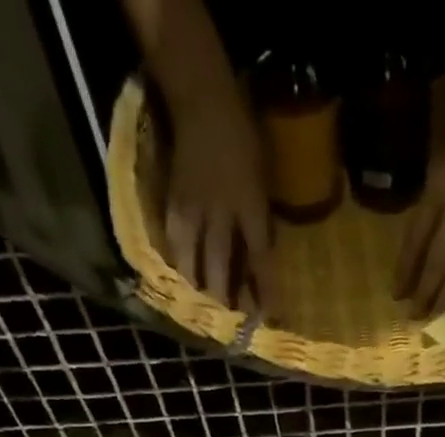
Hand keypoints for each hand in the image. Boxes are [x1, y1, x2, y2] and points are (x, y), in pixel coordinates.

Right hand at [165, 96, 272, 310]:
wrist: (202, 100)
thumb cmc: (242, 136)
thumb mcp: (263, 178)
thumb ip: (260, 220)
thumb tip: (260, 261)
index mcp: (249, 205)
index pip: (261, 259)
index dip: (266, 291)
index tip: (271, 319)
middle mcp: (219, 214)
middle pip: (220, 269)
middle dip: (226, 301)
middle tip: (231, 329)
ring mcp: (192, 211)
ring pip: (192, 263)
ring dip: (199, 293)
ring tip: (203, 316)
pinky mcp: (172, 207)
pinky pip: (175, 246)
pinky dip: (180, 268)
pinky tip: (183, 287)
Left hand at [396, 99, 444, 317]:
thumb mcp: (442, 158)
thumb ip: (432, 197)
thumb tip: (419, 237)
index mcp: (437, 192)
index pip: (414, 241)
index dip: (404, 270)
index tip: (396, 294)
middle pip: (435, 261)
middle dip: (423, 292)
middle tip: (413, 317)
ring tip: (434, 316)